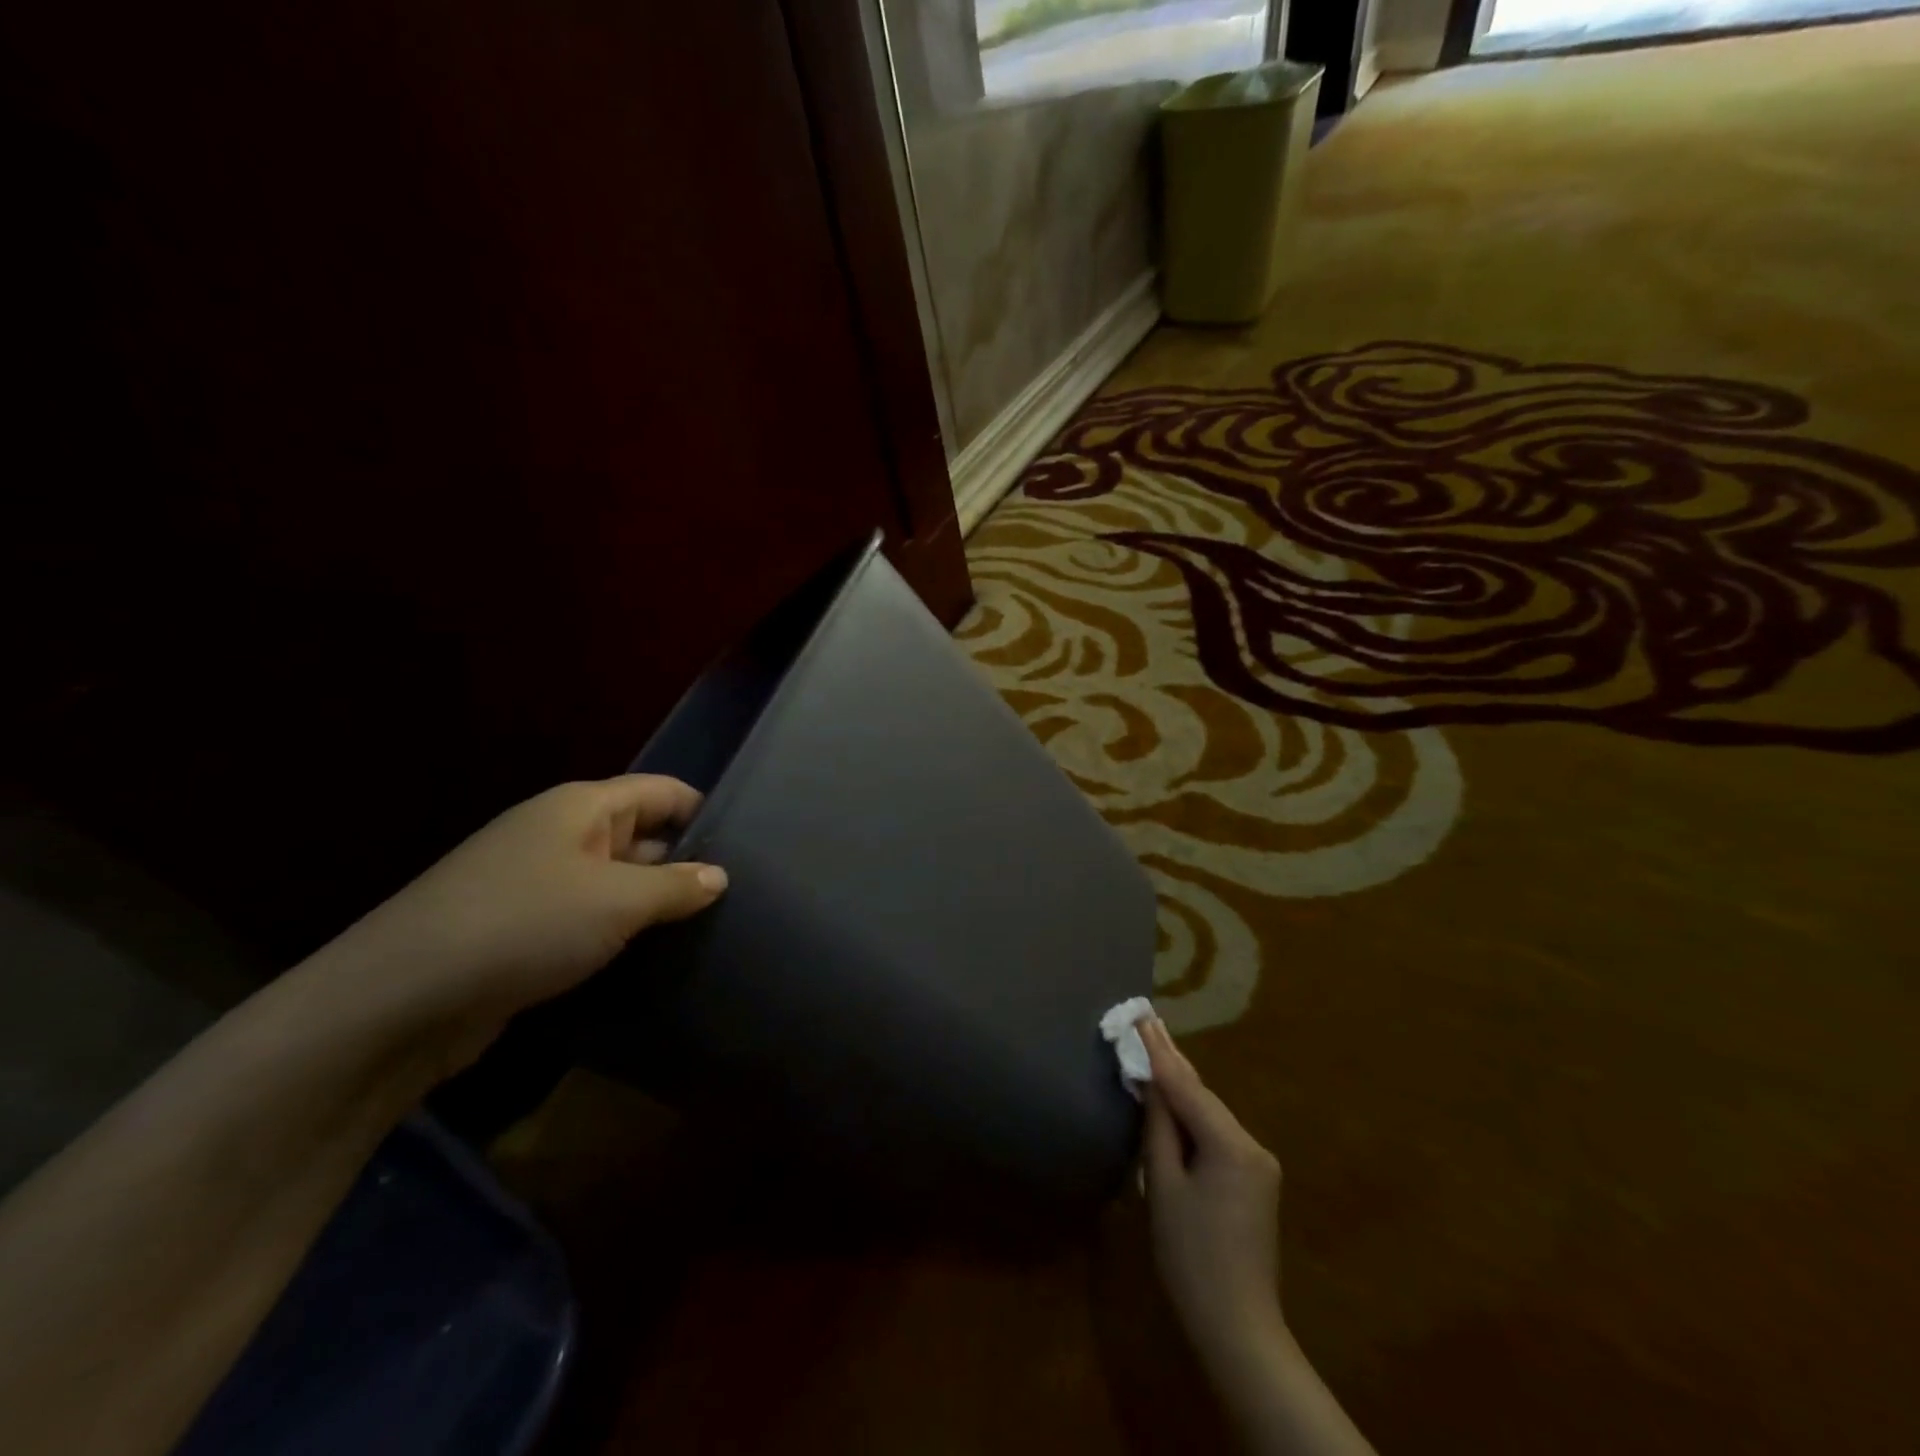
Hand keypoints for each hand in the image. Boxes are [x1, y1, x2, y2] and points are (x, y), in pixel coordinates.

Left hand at [308, 776, 727, 1044]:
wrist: (399, 1001)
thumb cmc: (524, 925)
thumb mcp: (616, 901)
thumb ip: (676, 886)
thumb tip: (719, 877)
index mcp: (582, 807)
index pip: (662, 791)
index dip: (705, 811)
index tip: (750, 846)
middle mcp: (561, 835)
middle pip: (641, 834)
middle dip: (686, 861)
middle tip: (741, 895)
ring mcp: (539, 882)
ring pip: (616, 881)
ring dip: (654, 902)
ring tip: (711, 927)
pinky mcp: (524, 930)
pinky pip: (590, 918)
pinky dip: (621, 931)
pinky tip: (655, 956)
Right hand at [1141, 1018, 1286, 1373]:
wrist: (1237, 1327)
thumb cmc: (1191, 1257)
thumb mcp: (1163, 1186)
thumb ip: (1158, 1128)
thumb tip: (1151, 1085)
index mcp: (1231, 1144)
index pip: (1186, 1086)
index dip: (1159, 1051)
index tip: (1141, 1016)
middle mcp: (1253, 1145)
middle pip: (1203, 1095)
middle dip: (1172, 1061)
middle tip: (1147, 1021)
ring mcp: (1259, 1163)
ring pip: (1211, 1113)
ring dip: (1182, 1087)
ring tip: (1155, 1049)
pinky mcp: (1255, 1179)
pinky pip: (1218, 1133)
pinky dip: (1194, 1115)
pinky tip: (1175, 1097)